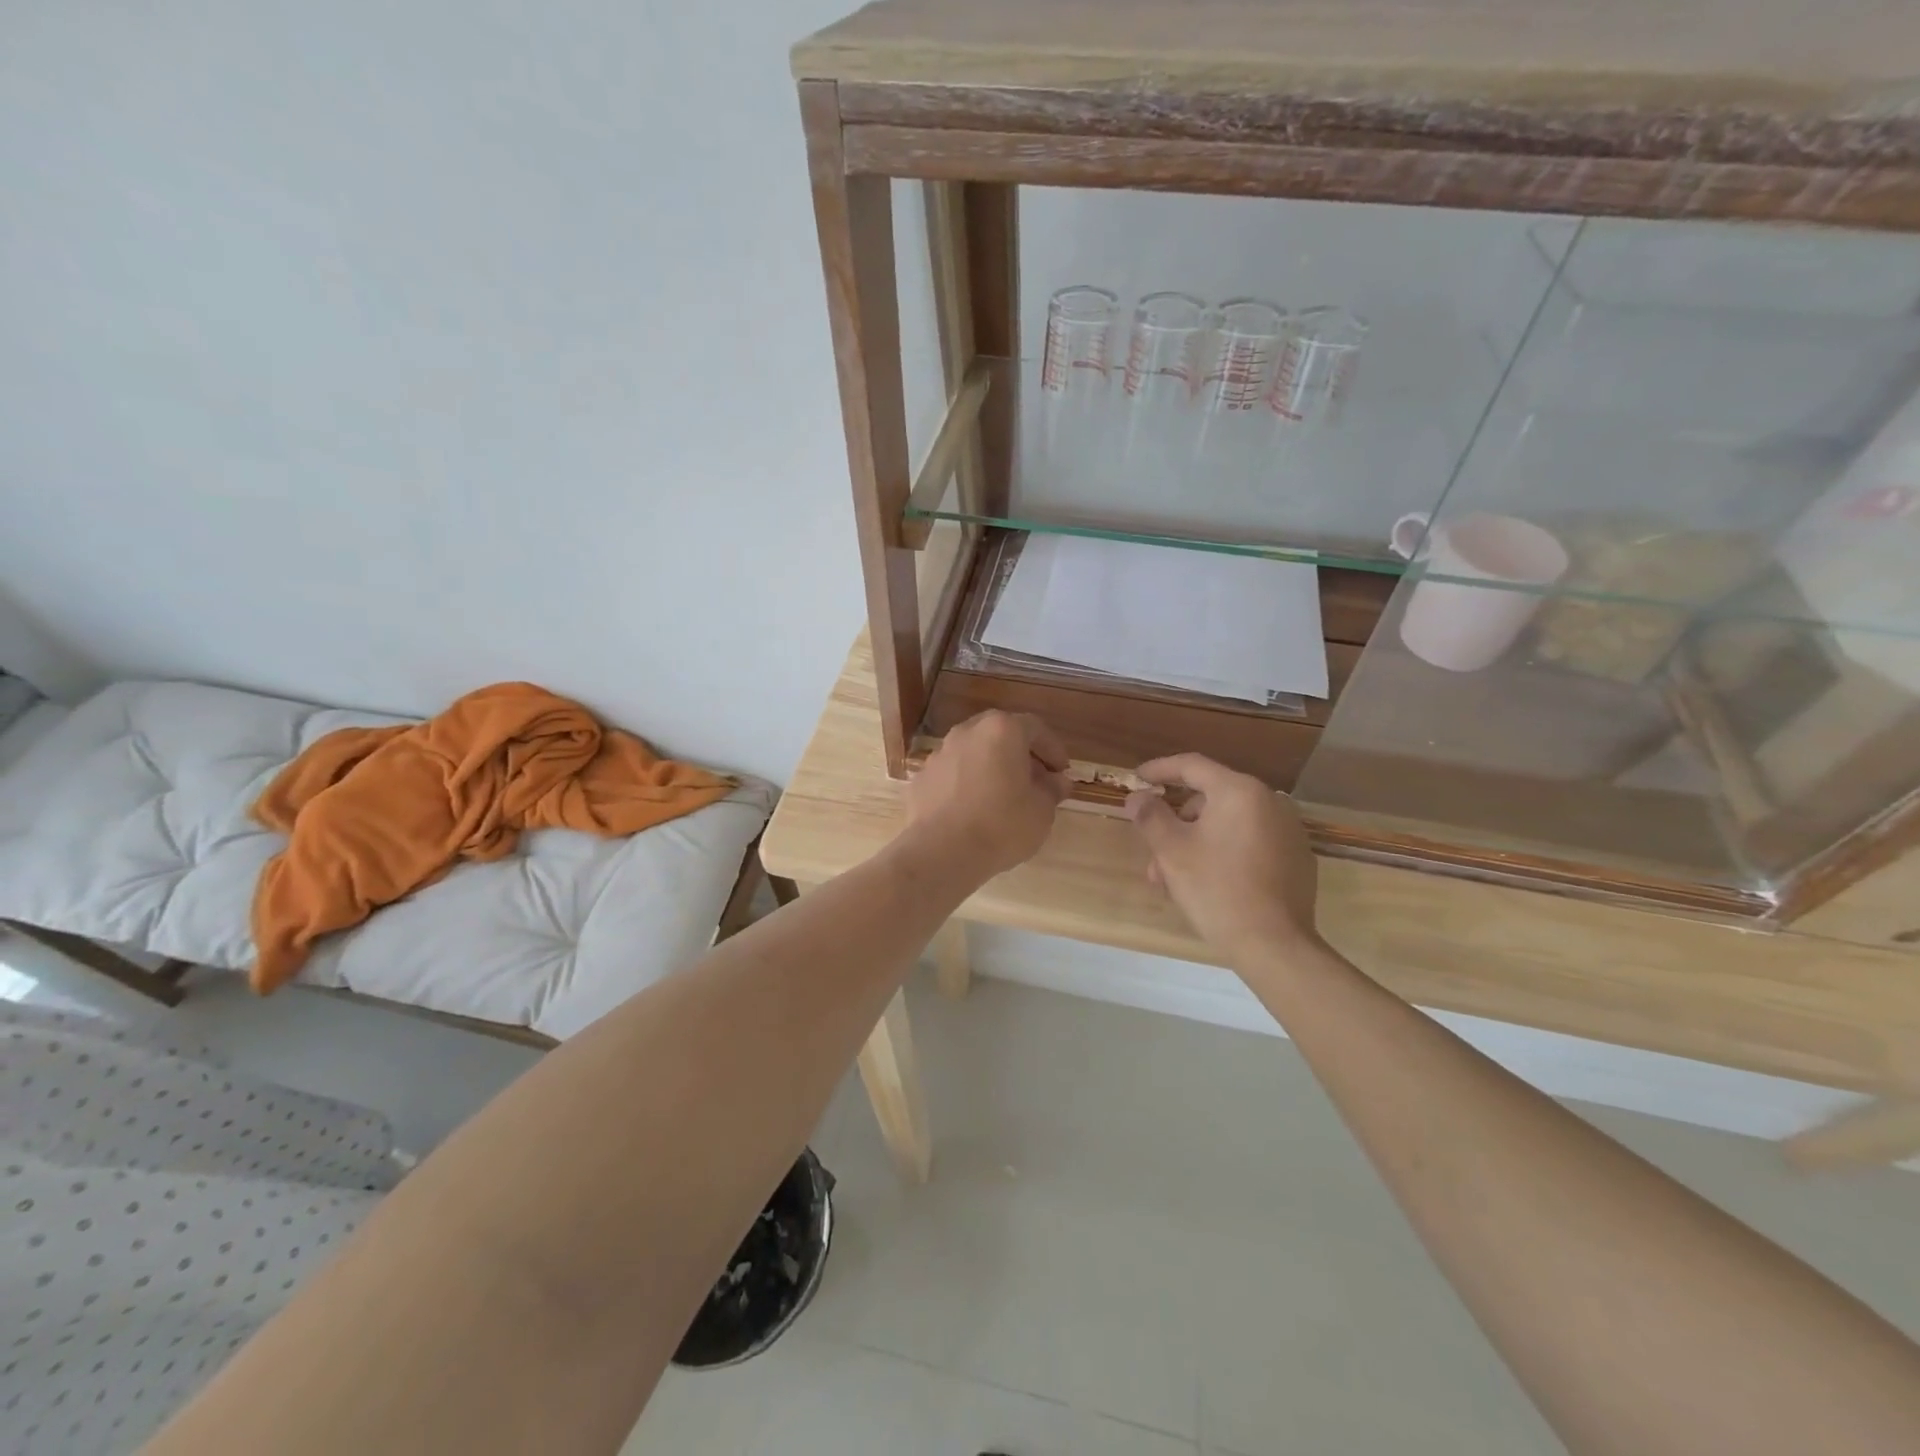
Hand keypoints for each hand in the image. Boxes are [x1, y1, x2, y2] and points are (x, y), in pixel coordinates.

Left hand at [904, 711, 1068, 878]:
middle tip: (1034, 779)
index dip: (1053, 750)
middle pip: (1001, 734)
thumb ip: (1052, 790)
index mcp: (1002, 730)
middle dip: (1020, 754)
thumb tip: (1057, 782)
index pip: (1036, 729)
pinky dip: (967, 783)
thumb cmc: (1001, 825)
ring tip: (1003, 796)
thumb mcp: (1041, 810)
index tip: (1061, 772)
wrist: (941, 852)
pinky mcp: (922, 777)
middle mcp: (968, 732)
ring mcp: (940, 753)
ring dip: (991, 767)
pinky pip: (953, 773)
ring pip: (974, 752)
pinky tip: (973, 809)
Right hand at [1124, 753, 1319, 962]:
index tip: (1138, 778)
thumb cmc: (1216, 889)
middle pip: (1210, 799)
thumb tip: (1138, 798)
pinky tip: (1208, 883)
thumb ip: (1150, 816)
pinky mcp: (1296, 858)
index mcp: (1239, 791)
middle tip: (1153, 851)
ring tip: (1173, 880)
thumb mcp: (1171, 851)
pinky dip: (1224, 852)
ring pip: (1228, 824)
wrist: (1274, 944)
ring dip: (1196, 842)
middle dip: (1176, 822)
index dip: (1160, 769)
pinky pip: (1250, 842)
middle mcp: (1270, 801)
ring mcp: (1288, 831)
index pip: (1192, 766)